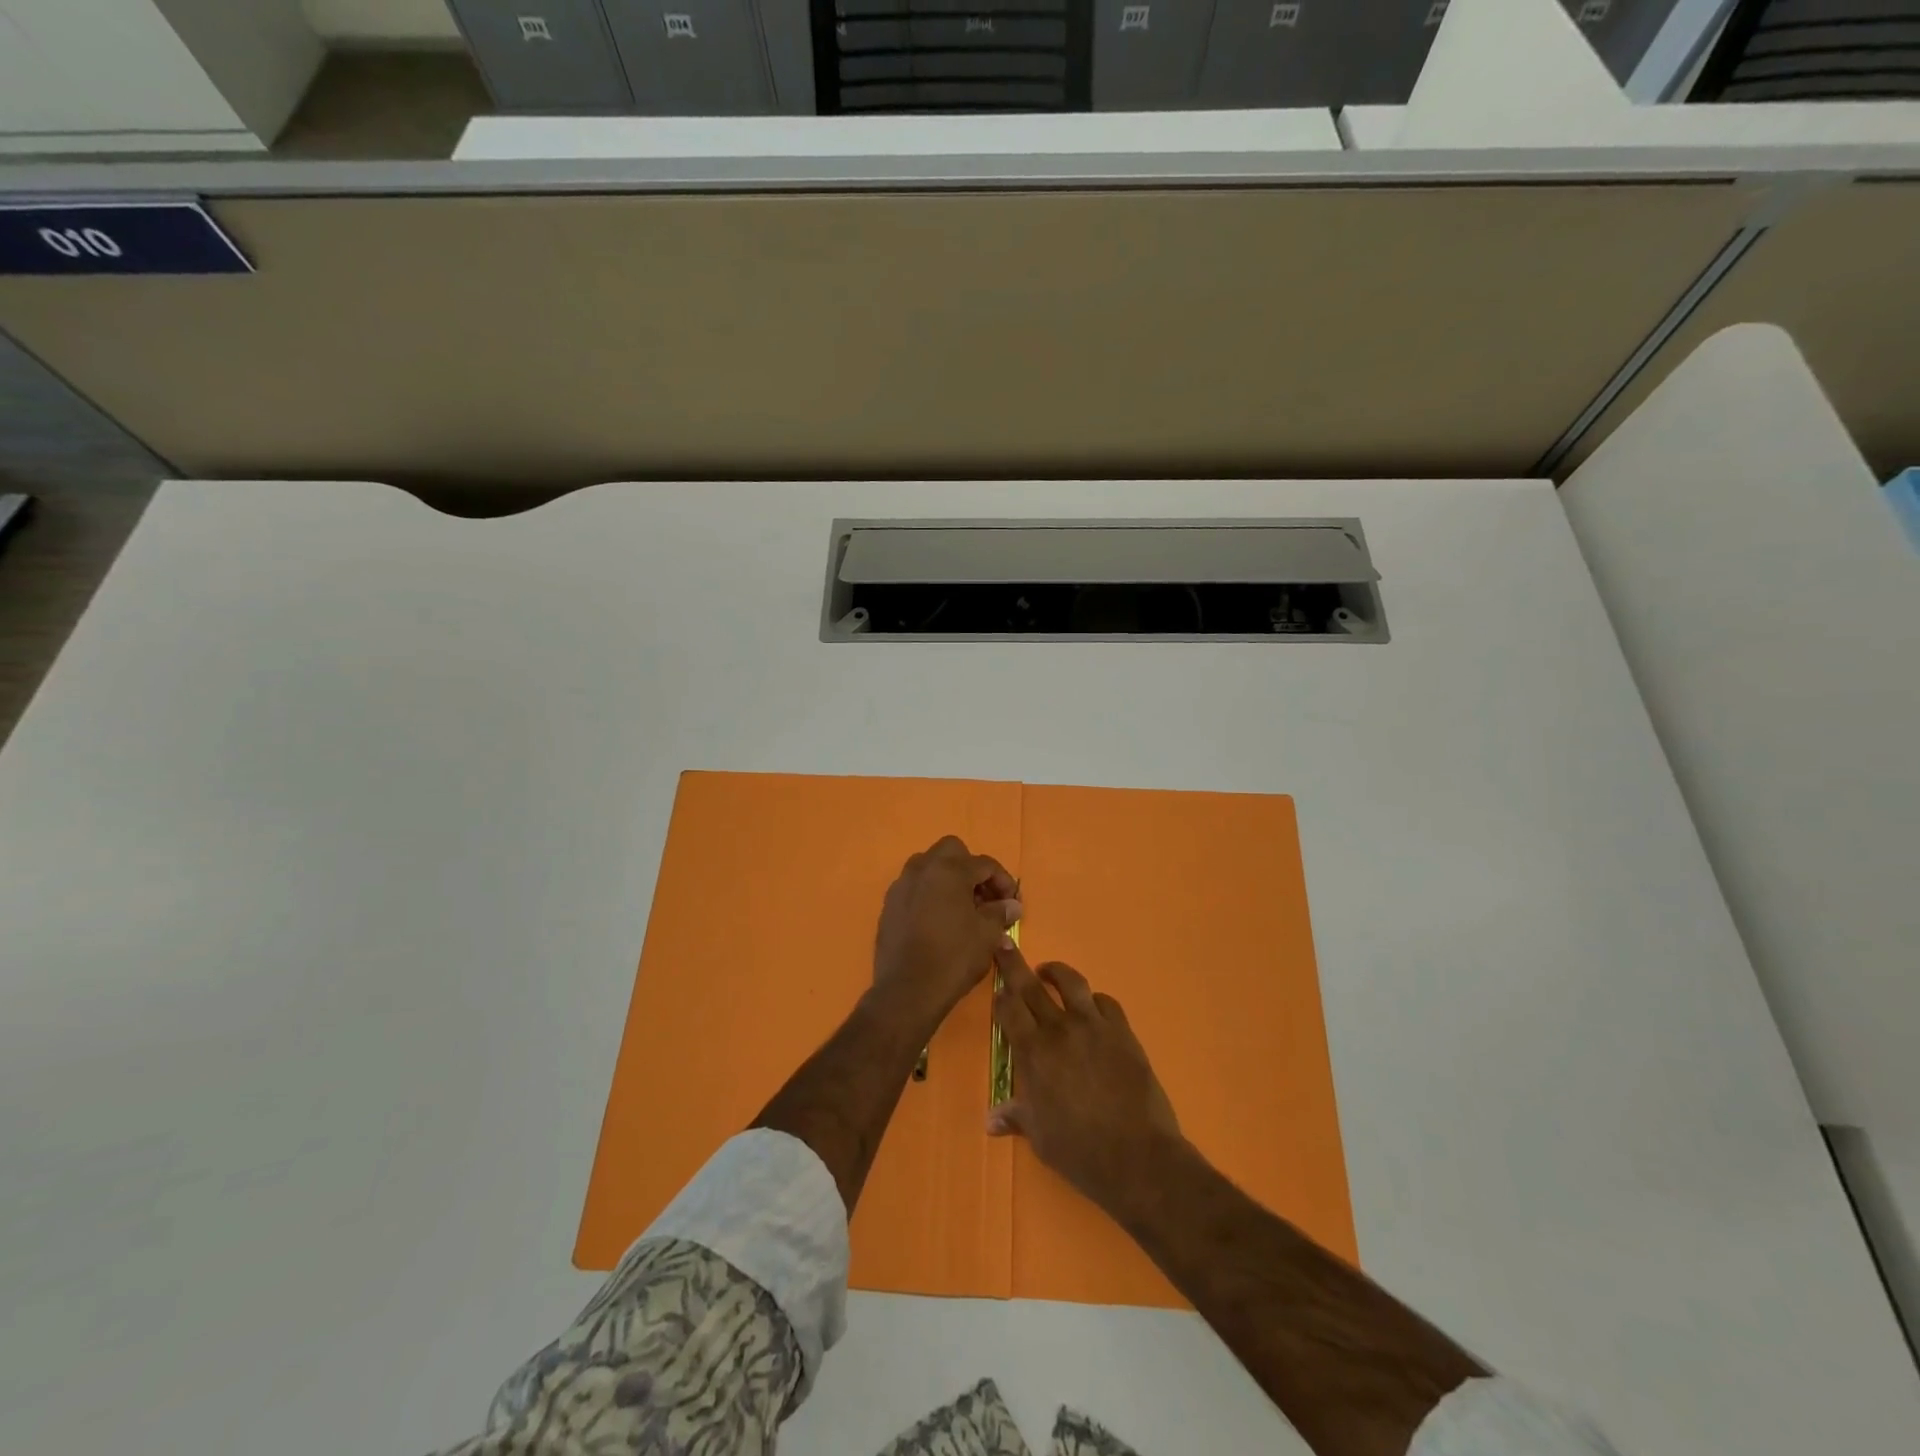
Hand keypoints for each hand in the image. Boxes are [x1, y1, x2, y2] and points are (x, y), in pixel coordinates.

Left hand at [871, 836, 1020, 1033]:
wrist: (907, 989)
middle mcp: (922, 869)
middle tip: (984, 897)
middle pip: (952, 851)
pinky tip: (939, 920)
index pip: (984, 863)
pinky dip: (929, 894)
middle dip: (971, 868)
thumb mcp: (987, 935)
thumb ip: (1000, 913)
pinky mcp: (889, 905)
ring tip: (962, 908)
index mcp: (950, 870)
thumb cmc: (954, 957)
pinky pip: (914, 887)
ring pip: (929, 866)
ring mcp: (901, 886)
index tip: (1012, 903)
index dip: (1004, 881)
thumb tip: (1012, 905)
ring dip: (948, 878)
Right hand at [987, 942, 1182, 1214]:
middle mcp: (1060, 1029)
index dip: (1000, 994)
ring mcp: (1094, 1026)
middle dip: (1015, 965)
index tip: (996, 987)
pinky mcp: (1123, 1031)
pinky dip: (1094, 1000)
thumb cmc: (1080, 1151)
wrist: (1137, 1156)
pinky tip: (1092, 1006)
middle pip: (1032, 986)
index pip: (1009, 1009)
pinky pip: (1105, 1002)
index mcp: (1033, 1052)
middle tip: (1005, 946)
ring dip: (1056, 972)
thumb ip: (1016, 1117)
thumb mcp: (1040, 1137)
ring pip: (1071, 983)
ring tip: (1048, 971)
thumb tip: (990, 1121)